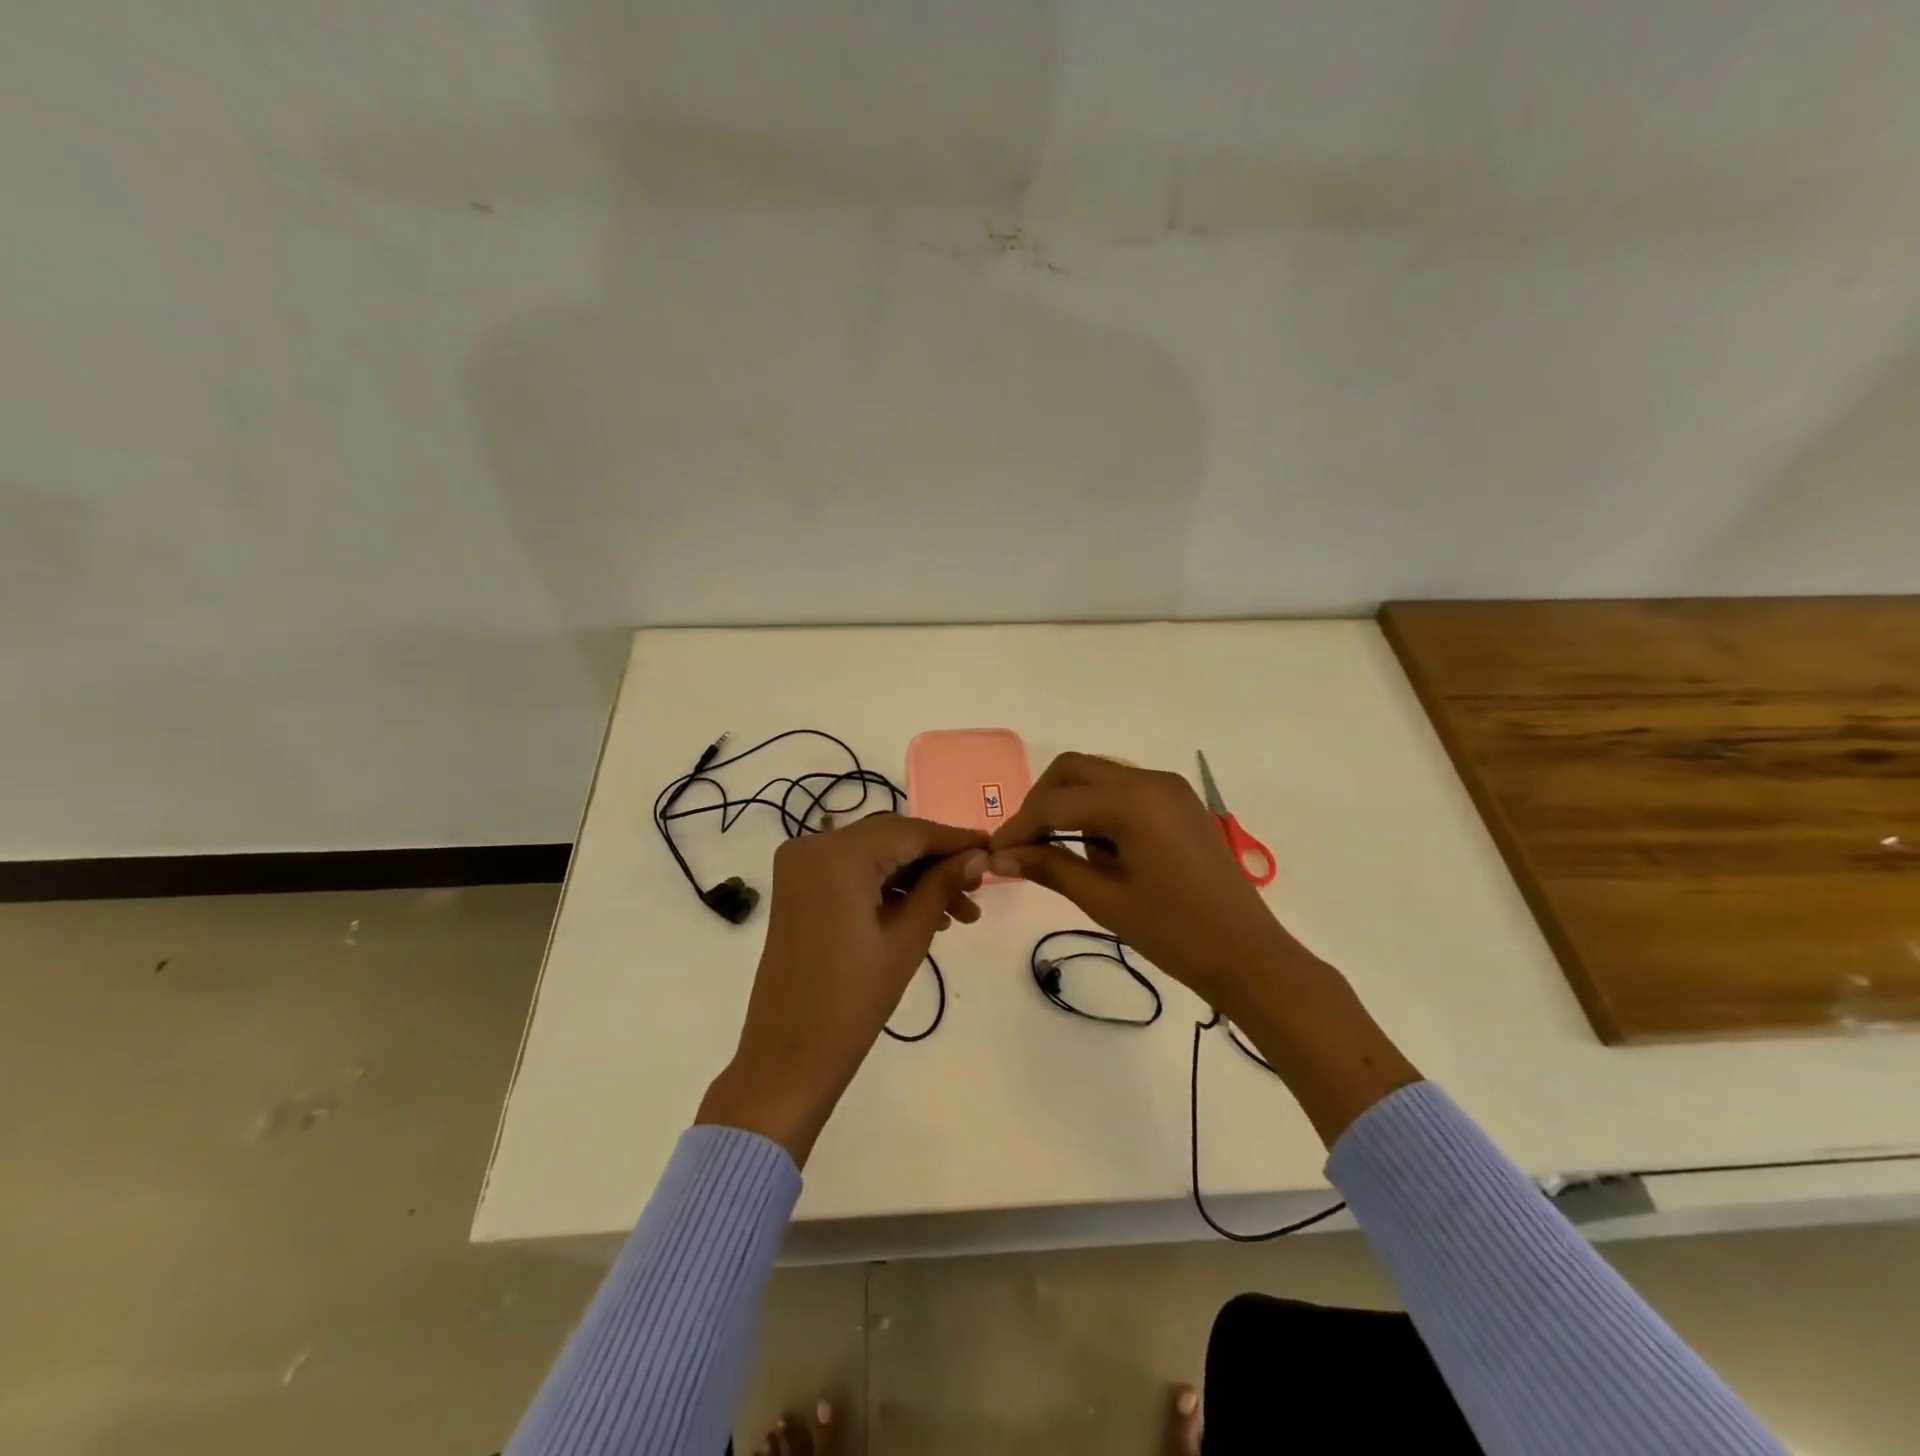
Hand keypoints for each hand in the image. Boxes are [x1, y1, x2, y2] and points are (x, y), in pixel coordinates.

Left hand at [697, 814, 988, 1165]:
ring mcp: (800, 866)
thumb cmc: (853, 1000)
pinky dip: (886, 887)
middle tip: (978, 887)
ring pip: (874, 856)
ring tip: (959, 914)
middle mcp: (813, 845)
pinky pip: (852, 873)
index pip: (910, 831)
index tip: (993, 849)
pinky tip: (924, 913)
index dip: (955, 840)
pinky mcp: (798, 888)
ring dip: (914, 878)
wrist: (788, 1057)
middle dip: (936, 861)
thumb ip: (942, 886)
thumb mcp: (907, 938)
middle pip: (891, 839)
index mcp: (837, 854)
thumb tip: (979, 855)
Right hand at [988, 752, 1419, 1144]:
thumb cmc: (1174, 932)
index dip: (1019, 826)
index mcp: (1132, 800)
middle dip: (1041, 802)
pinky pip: (1125, 791)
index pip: (1056, 802)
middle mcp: (1150, 780)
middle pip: (1075, 770)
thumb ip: (1049, 867)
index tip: (993, 853)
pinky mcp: (1180, 804)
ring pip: (1099, 776)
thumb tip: (999, 856)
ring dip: (1069, 804)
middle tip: (1023, 845)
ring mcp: (1169, 789)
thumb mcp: (1104, 899)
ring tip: (1056, 852)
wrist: (1248, 956)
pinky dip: (1098, 810)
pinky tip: (1095, 849)